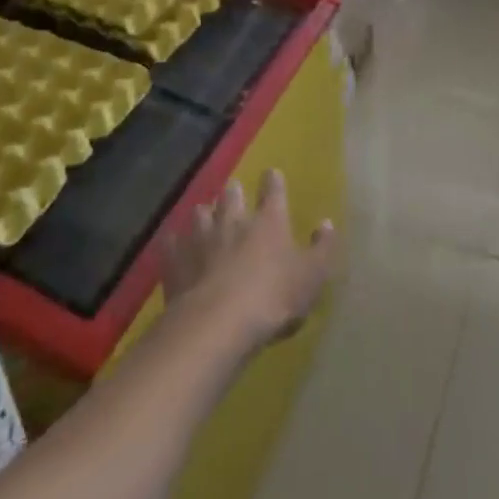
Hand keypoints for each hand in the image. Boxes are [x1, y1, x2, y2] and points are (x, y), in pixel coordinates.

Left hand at [163, 171, 335, 354]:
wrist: (218, 324)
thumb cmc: (274, 298)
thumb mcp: (312, 277)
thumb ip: (322, 248)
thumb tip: (327, 224)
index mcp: (268, 221)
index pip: (273, 191)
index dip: (273, 181)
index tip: (272, 173)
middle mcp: (233, 221)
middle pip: (232, 196)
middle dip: (234, 192)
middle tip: (234, 192)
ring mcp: (200, 238)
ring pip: (200, 213)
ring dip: (204, 214)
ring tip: (205, 217)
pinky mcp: (175, 261)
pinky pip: (171, 243)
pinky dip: (174, 242)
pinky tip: (173, 243)